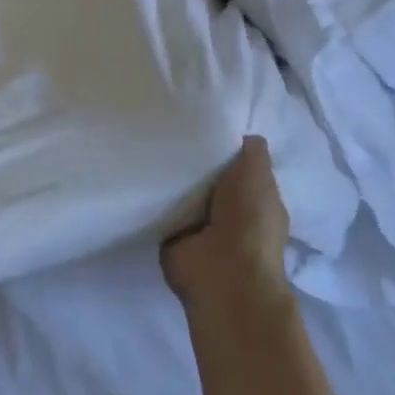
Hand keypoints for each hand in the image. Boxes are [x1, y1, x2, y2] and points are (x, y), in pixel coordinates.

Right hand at [161, 136, 291, 308]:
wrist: (223, 273)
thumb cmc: (249, 221)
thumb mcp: (258, 176)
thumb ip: (252, 153)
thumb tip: (243, 135)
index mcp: (255, 199)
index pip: (236, 165)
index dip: (221, 145)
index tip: (198, 121)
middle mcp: (227, 212)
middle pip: (205, 176)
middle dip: (191, 158)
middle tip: (166, 128)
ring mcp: (199, 226)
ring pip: (182, 192)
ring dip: (169, 177)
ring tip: (146, 144)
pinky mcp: (172, 236)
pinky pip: (160, 209)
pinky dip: (151, 197)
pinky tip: (137, 172)